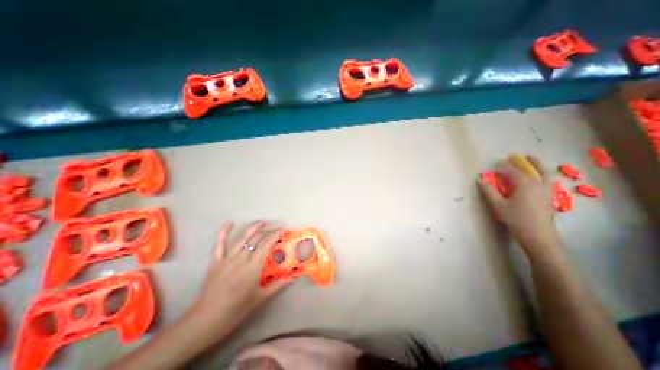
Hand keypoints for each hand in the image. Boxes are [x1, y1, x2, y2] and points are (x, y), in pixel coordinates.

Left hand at [186, 221, 293, 339]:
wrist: (205, 321)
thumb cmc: (236, 311)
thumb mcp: (260, 298)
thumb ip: (278, 285)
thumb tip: (294, 278)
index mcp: (252, 268)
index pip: (266, 244)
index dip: (276, 234)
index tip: (284, 229)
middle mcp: (240, 259)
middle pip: (256, 239)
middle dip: (268, 230)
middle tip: (277, 228)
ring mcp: (226, 259)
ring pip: (242, 237)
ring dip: (253, 227)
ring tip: (262, 221)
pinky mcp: (216, 261)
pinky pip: (219, 244)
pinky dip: (223, 232)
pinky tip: (229, 222)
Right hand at [478, 155, 558, 252]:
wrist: (538, 236)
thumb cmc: (516, 219)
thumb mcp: (498, 205)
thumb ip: (489, 191)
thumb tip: (479, 180)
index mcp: (526, 185)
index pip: (514, 172)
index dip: (505, 167)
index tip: (498, 163)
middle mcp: (539, 185)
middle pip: (535, 169)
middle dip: (528, 162)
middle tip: (521, 156)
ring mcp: (548, 192)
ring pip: (545, 175)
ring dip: (539, 167)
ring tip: (534, 162)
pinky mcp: (550, 199)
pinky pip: (548, 182)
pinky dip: (543, 176)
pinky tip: (539, 179)